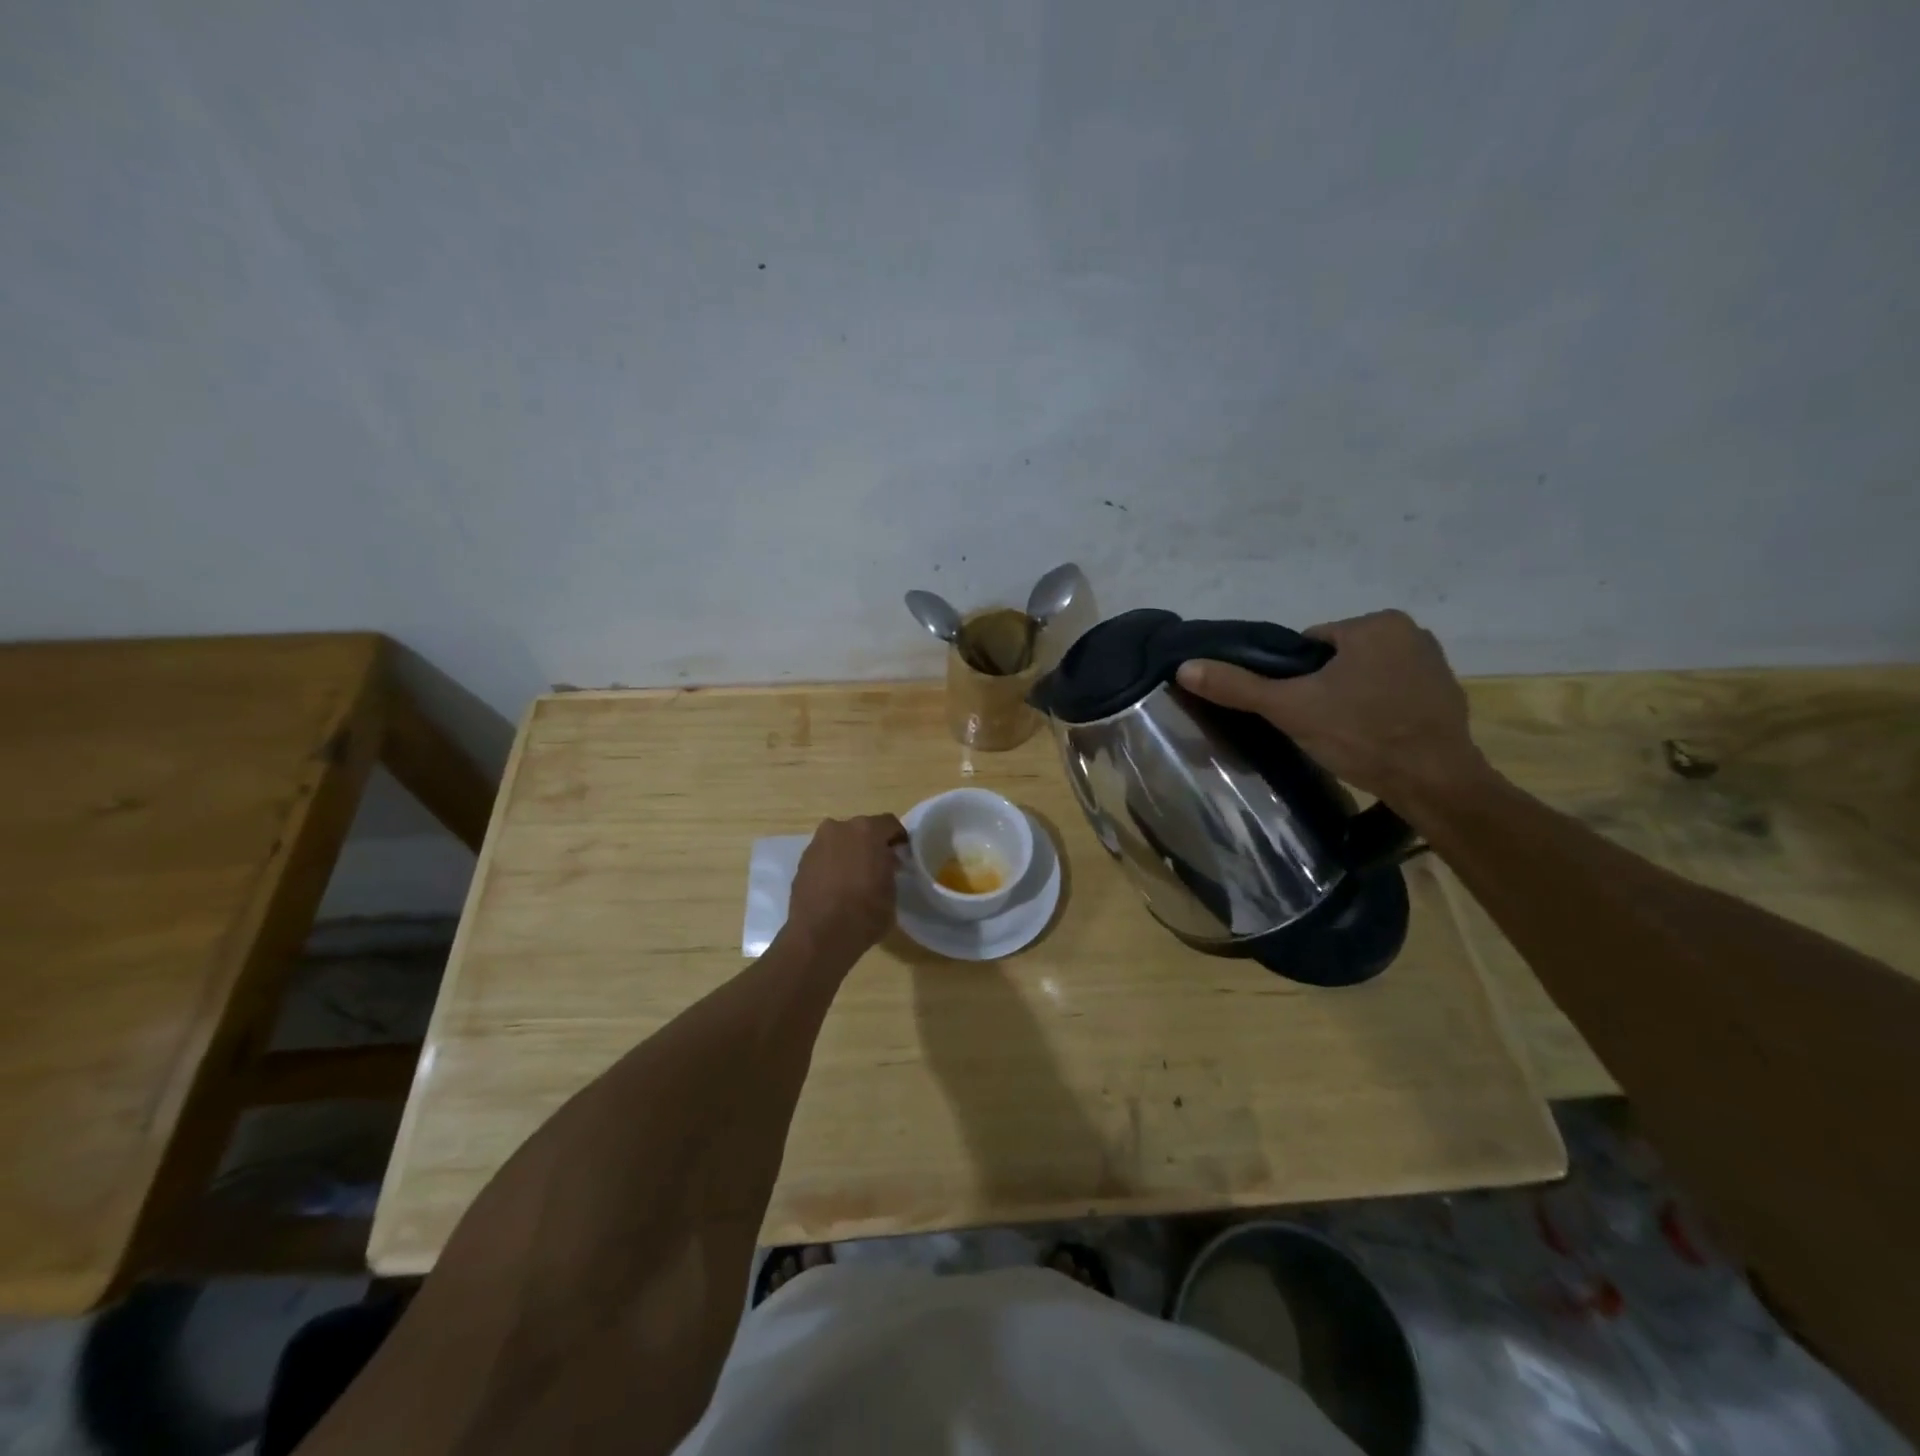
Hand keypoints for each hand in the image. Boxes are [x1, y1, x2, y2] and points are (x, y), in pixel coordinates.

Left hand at [784, 814, 907, 964]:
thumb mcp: (892, 890)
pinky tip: (837, 885)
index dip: (898, 838)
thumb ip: (889, 868)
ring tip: (856, 876)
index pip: (890, 824)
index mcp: (866, 830)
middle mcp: (839, 828)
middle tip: (879, 865)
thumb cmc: (865, 912)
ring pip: (840, 842)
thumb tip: (885, 862)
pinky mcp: (801, 862)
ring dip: (849, 853)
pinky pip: (824, 856)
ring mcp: (817, 844)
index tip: (903, 854)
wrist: (820, 936)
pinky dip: (832, 864)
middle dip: (871, 844)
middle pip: (861, 830)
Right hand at [1176, 609, 1495, 807]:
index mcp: (1375, 624)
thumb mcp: (1290, 709)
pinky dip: (1380, 710)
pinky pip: (1394, 693)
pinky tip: (1373, 738)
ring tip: (1344, 735)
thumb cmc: (1360, 736)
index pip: (1309, 645)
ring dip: (1351, 698)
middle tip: (1317, 725)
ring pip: (1365, 676)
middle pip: (1337, 659)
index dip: (1293, 678)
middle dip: (1323, 687)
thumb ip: (1238, 686)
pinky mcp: (1447, 693)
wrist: (1435, 784)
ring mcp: (1434, 662)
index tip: (1296, 708)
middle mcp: (1411, 631)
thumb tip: (1185, 667)